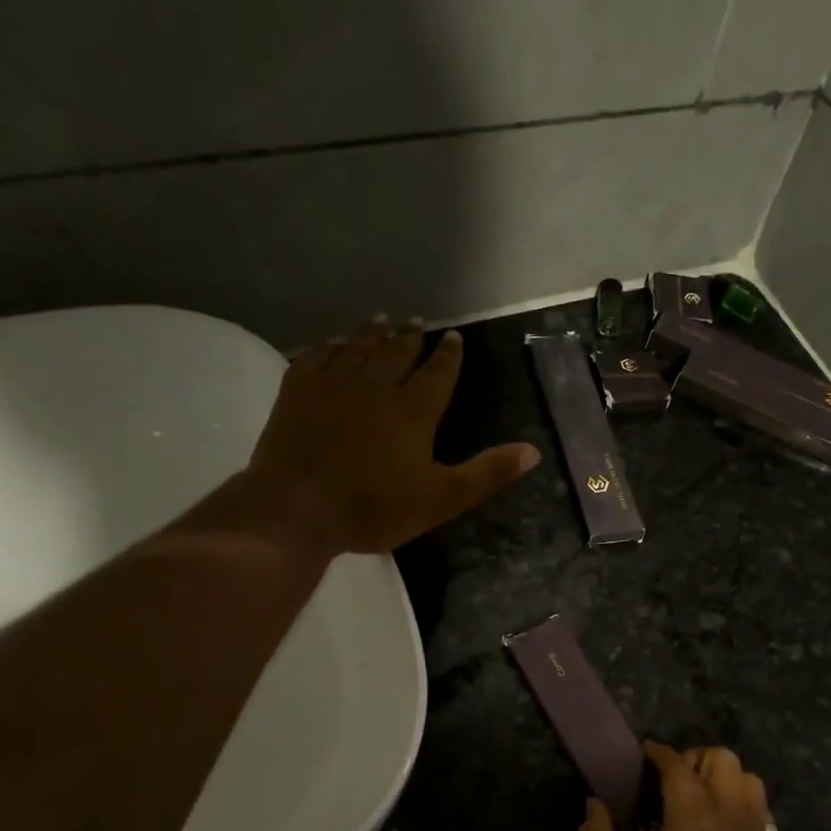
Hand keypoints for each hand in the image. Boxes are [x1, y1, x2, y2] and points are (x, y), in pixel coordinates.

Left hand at [239, 320, 539, 556]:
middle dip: (410, 337)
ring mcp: (332, 385)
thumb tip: (534, 451)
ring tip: (380, 320)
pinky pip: (315, 357)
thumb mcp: (442, 498)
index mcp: (413, 411)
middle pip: (396, 352)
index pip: (437, 373)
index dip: (448, 355)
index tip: (454, 337)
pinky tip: (330, 344)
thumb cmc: (374, 508)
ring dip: (371, 333)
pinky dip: (327, 347)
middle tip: (416, 322)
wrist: (296, 509)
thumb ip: (488, 473)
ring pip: (357, 348)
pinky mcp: (297, 392)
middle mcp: (376, 387)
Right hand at [577, 742, 777, 830]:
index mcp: (692, 814)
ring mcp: (754, 829)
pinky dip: (740, 798)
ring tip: (698, 797)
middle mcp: (729, 811)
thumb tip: (593, 804)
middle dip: (693, 759)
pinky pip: (759, 804)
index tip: (644, 754)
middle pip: (720, 758)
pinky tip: (719, 822)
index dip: (658, 753)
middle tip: (670, 780)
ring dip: (721, 776)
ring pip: (746, 776)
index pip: (677, 764)